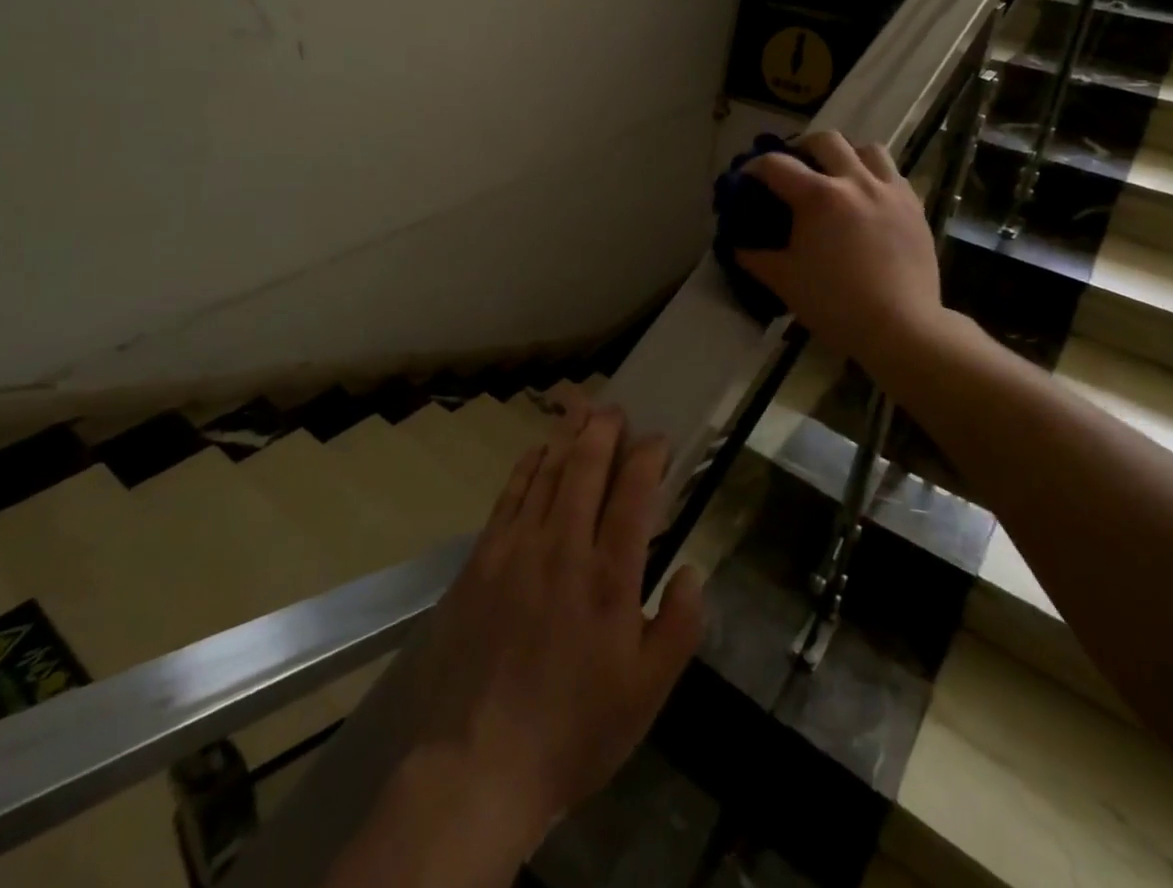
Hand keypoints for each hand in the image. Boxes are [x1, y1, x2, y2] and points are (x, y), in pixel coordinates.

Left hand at [407, 387, 704, 842]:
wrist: (480, 762)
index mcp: (610, 578)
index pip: (633, 494)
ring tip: (580, 410)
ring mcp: (517, 548)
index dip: (647, 457)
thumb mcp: (647, 695)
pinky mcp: (482, 558)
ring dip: (566, 437)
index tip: (657, 440)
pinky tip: (536, 452)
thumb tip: (692, 570)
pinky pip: (509, 495)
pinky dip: (527, 466)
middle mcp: (564, 547)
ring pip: (546, 472)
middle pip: (585, 467)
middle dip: (604, 429)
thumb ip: (679, 628)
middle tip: (615, 409)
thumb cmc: (574, 731)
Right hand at [735, 132, 948, 368]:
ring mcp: (890, 191)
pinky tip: (866, 201)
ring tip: (837, 176)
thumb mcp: (784, 281)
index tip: (746, 179)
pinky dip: (874, 177)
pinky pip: (893, 175)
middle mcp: (856, 182)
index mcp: (818, 197)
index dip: (754, 167)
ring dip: (846, 156)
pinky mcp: (915, 207)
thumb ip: (756, 258)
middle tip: (794, 168)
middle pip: (826, 140)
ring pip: (868, 149)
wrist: (900, 328)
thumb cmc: (835, 304)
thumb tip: (738, 245)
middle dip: (802, 147)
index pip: (776, 165)